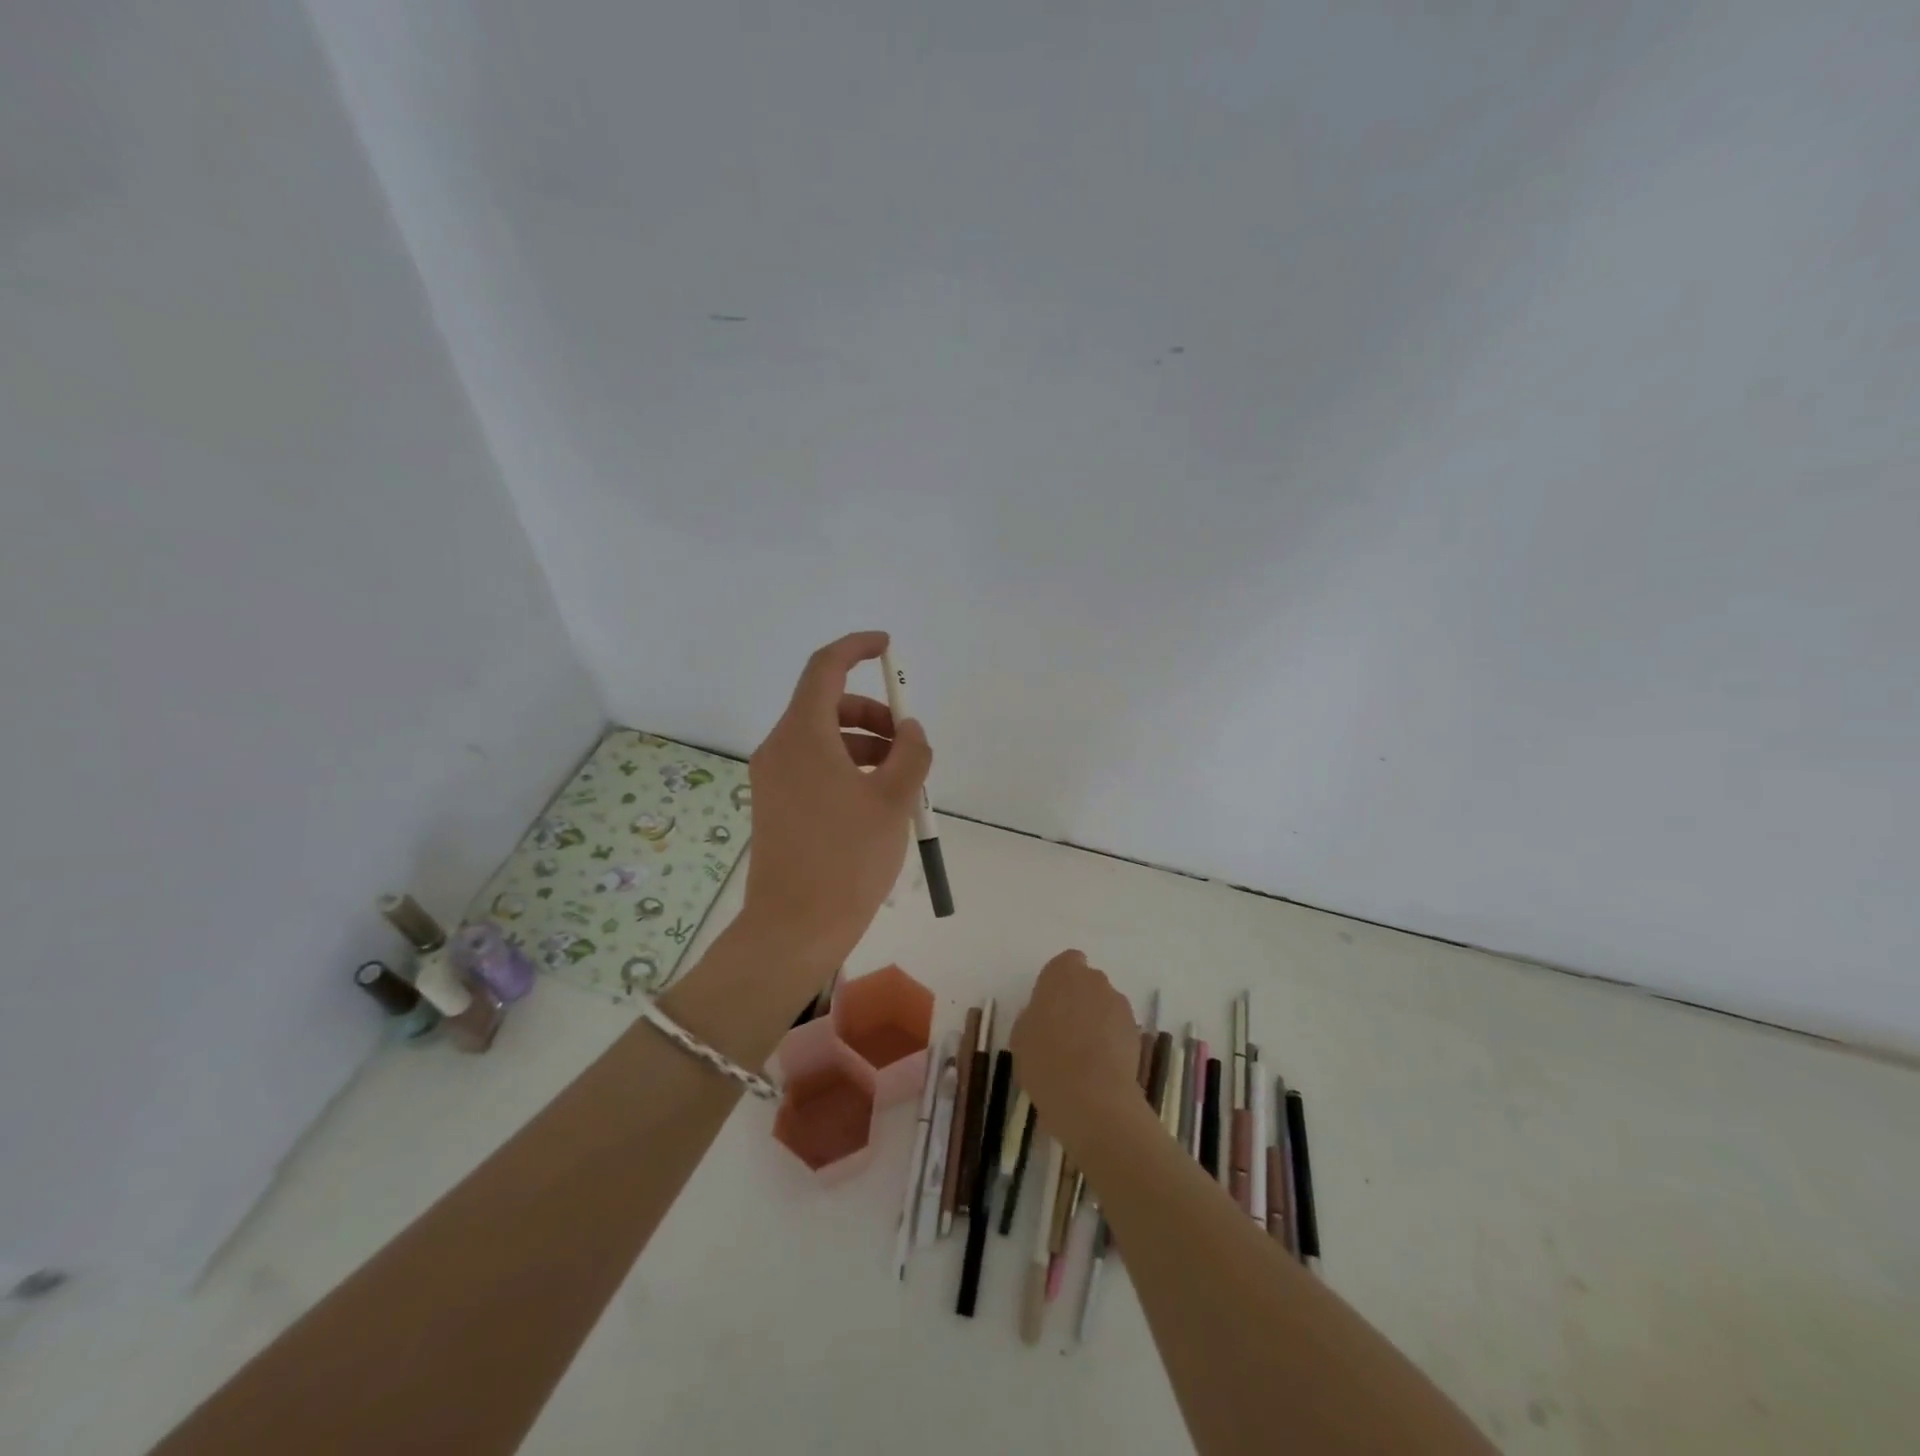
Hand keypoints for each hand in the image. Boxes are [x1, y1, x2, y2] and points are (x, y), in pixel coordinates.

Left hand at [741, 631, 932, 973]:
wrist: (794, 929)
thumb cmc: (847, 859)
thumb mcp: (893, 801)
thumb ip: (911, 753)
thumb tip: (910, 730)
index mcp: (803, 736)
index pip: (825, 668)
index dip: (856, 648)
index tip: (887, 648)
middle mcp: (780, 749)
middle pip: (828, 706)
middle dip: (873, 713)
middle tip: (909, 743)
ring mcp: (774, 779)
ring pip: (823, 739)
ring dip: (865, 744)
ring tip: (902, 780)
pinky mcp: (776, 805)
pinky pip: (815, 767)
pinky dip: (847, 768)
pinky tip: (877, 802)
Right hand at [1010, 950, 1143, 1146]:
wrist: (1090, 1096)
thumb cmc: (1044, 1059)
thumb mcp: (1021, 1035)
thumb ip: (1035, 1015)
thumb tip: (1045, 1017)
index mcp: (1062, 973)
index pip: (1067, 962)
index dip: (1060, 981)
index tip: (1051, 1004)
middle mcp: (1094, 980)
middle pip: (1089, 982)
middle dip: (1080, 999)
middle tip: (1065, 1029)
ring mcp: (1119, 1005)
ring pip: (1106, 1005)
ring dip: (1098, 1019)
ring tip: (1084, 1053)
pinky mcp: (1136, 1032)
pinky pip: (1119, 1028)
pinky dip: (1112, 1040)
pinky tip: (1100, 1066)